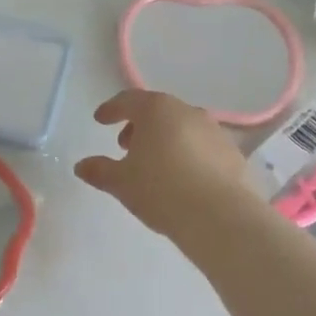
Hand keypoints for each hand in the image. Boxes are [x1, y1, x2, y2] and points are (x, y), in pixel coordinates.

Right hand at [75, 90, 256, 239]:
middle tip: (125, 145)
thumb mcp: (121, 182)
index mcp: (157, 110)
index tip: (100, 119)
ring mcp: (215, 131)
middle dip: (139, 125)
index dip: (112, 109)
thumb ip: (99, 171)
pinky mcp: (233, 154)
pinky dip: (187, 153)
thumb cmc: (160, 189)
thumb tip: (82, 166)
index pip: (129, 100)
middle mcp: (188, 112)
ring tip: (154, 163)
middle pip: (158, 111)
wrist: (219, 215)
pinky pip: (202, 146)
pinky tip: (182, 177)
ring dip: (165, 139)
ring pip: (182, 127)